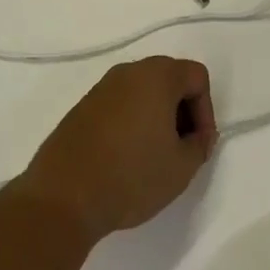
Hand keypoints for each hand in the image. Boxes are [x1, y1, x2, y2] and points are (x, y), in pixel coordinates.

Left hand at [17, 56, 216, 241]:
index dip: (206, 110)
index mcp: (156, 76)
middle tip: (181, 147)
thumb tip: (197, 136)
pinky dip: (131, 122)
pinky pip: (119, 104)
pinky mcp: (82, 108)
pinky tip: (126, 157)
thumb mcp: (182, 167)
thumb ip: (200, 144)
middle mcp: (128, 72)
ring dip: (156, 116)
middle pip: (170, 78)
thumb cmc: (131, 177)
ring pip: (143, 91)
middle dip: (183, 110)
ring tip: (154, 155)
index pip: (196, 77)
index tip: (199, 145)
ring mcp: (101, 88)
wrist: (63, 197)